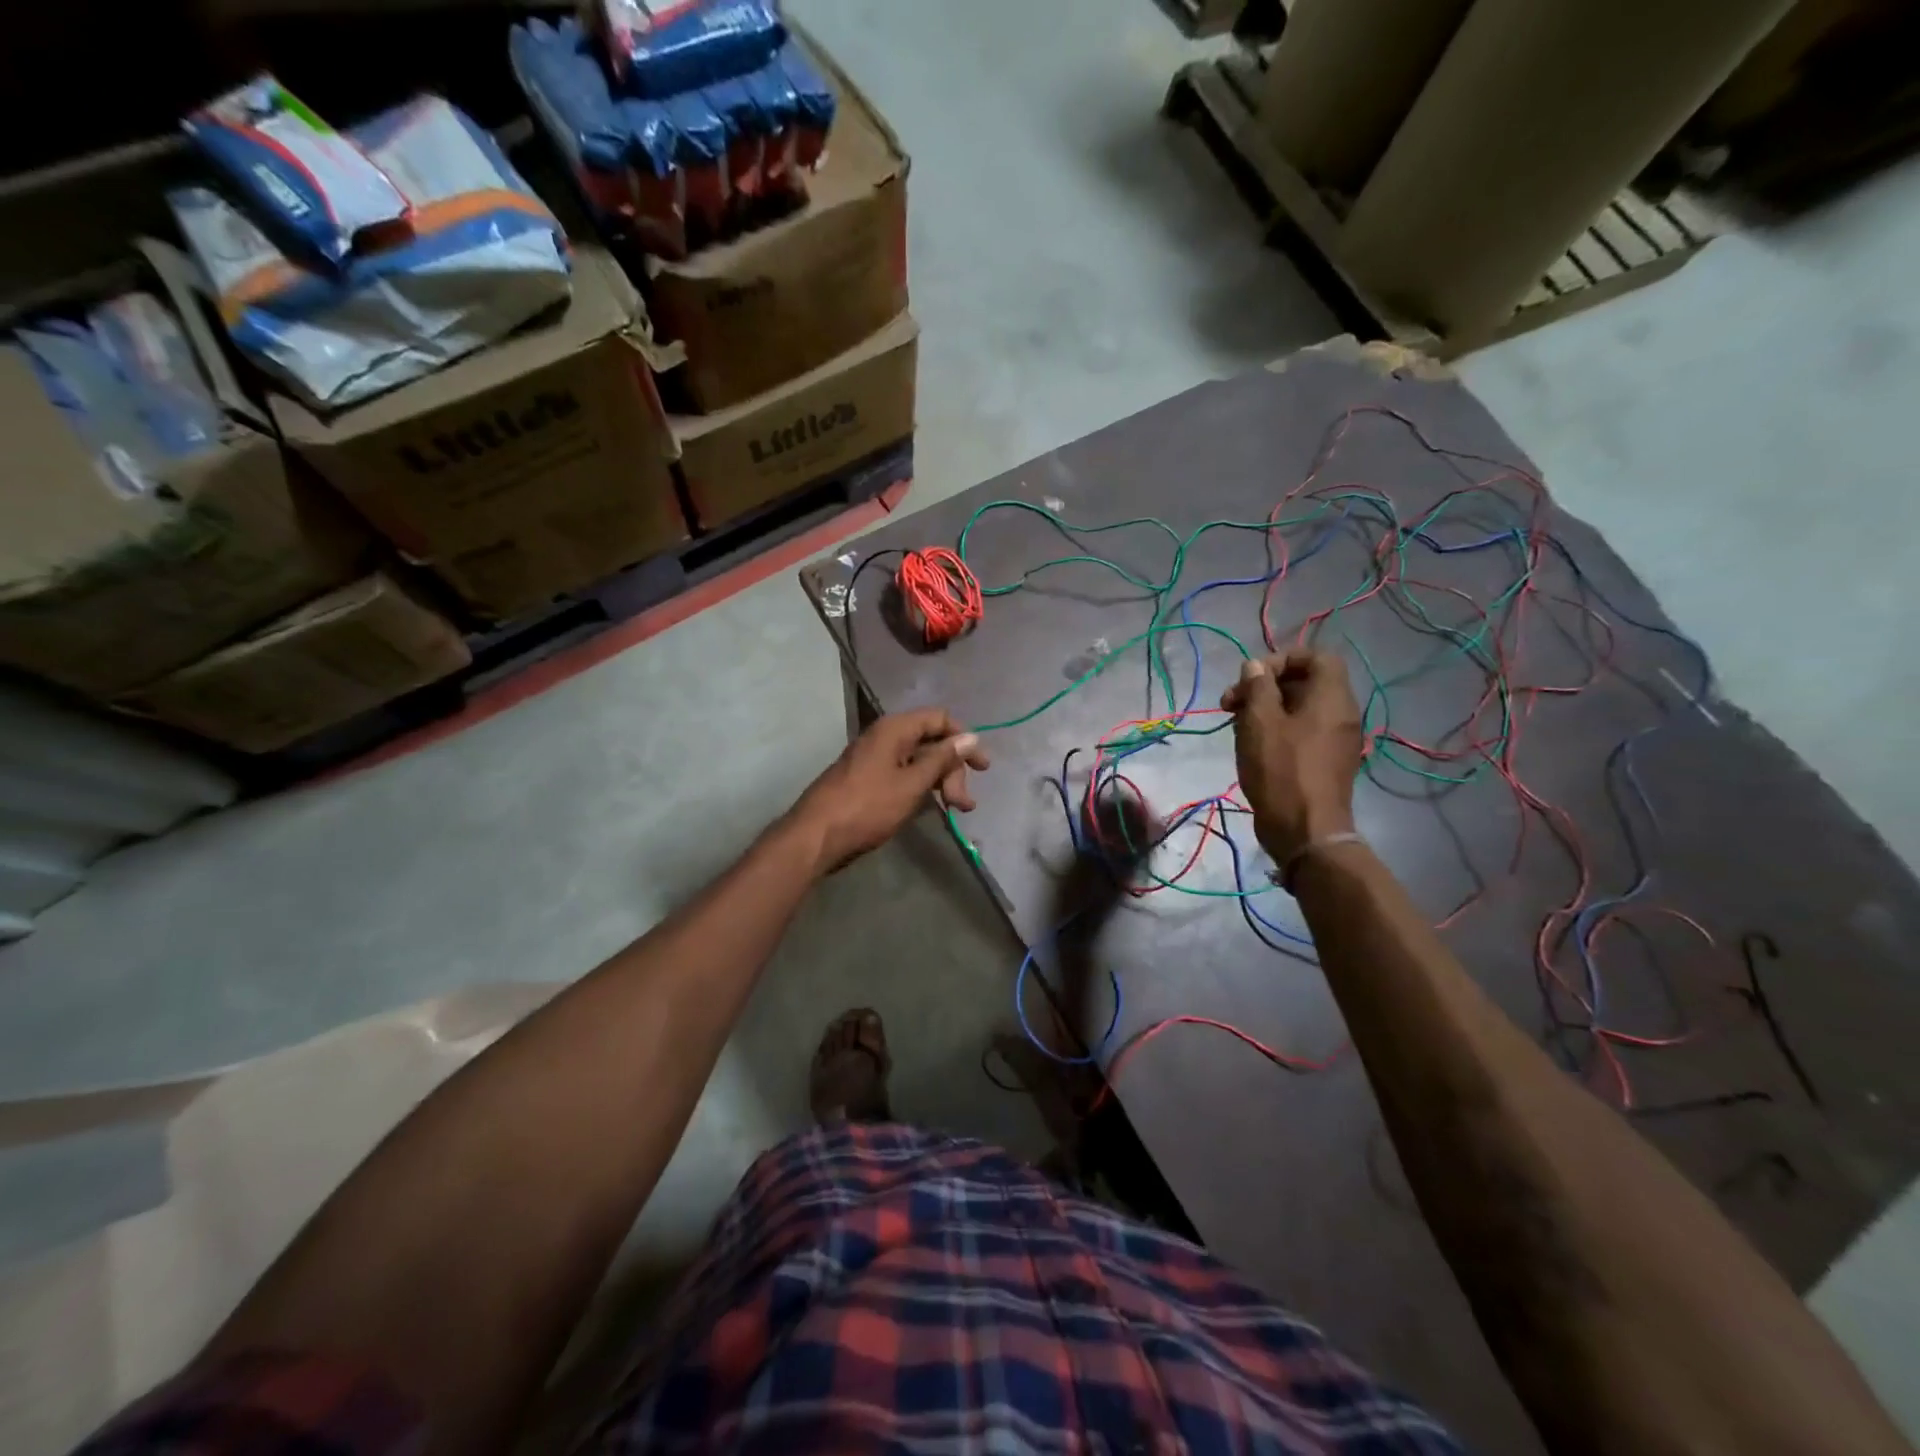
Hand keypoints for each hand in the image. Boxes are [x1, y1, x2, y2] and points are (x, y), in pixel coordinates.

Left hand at [789, 709, 989, 871]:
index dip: (963, 739)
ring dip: (941, 782)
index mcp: (894, 729)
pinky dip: (922, 788)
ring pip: (919, 761)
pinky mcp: (869, 780)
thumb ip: (942, 759)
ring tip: (956, 810)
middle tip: (963, 803)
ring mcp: (875, 759)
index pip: (940, 718)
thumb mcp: (912, 783)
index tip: (982, 767)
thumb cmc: (867, 806)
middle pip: (931, 742)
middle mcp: (885, 737)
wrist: (817, 836)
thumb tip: (970, 737)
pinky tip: (932, 808)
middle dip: (953, 770)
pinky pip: (904, 774)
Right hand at [1220, 650, 1362, 865]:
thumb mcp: (1260, 722)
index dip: (1282, 659)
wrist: (1305, 830)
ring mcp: (1335, 740)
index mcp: (1332, 697)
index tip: (1251, 677)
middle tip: (1230, 703)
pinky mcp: (1324, 761)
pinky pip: (1301, 732)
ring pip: (1299, 709)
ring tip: (1235, 726)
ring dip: (1265, 709)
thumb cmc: (1281, 770)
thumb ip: (1257, 687)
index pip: (1316, 656)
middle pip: (1304, 682)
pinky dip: (1275, 730)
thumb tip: (1255, 666)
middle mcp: (1341, 714)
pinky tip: (1251, 746)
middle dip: (1264, 686)